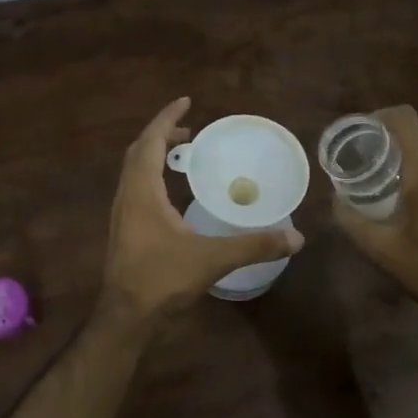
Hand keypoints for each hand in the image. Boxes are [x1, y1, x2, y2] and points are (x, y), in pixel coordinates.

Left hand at [100, 98, 303, 322]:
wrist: (126, 316)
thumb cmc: (162, 279)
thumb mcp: (212, 259)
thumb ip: (254, 245)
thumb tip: (296, 237)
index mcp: (142, 191)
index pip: (150, 141)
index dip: (166, 118)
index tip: (186, 101)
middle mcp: (127, 195)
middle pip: (139, 151)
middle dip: (162, 134)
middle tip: (190, 129)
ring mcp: (121, 213)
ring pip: (134, 170)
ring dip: (155, 155)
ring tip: (182, 154)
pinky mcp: (123, 229)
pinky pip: (136, 187)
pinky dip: (152, 175)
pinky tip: (172, 194)